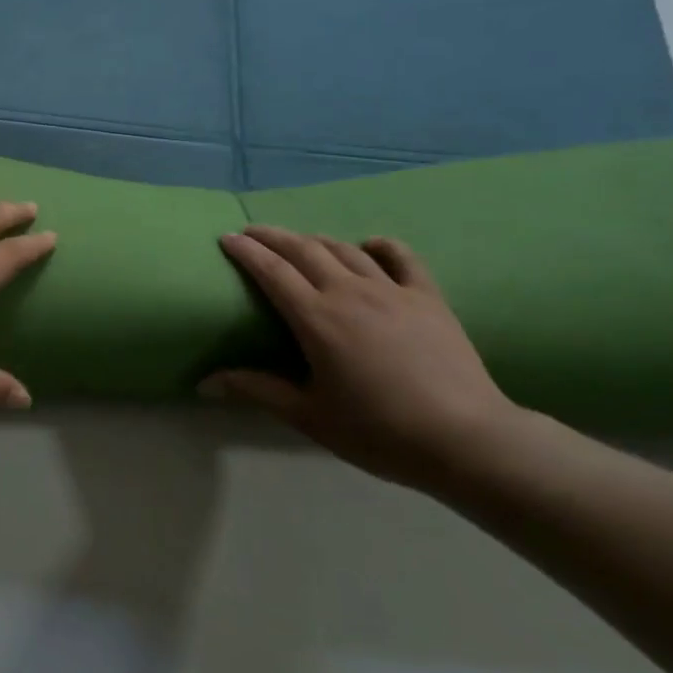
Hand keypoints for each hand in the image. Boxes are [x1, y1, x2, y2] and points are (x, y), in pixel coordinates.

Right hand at [203, 227, 521, 490]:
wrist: (467, 440)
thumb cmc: (380, 431)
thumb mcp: (310, 416)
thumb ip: (258, 390)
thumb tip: (205, 382)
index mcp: (317, 319)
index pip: (271, 271)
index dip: (246, 251)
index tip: (227, 237)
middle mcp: (349, 293)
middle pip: (304, 249)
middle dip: (273, 236)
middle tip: (252, 232)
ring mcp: (392, 291)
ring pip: (345, 249)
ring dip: (315, 239)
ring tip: (299, 241)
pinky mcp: (427, 298)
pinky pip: (401, 258)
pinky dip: (380, 245)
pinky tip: (369, 245)